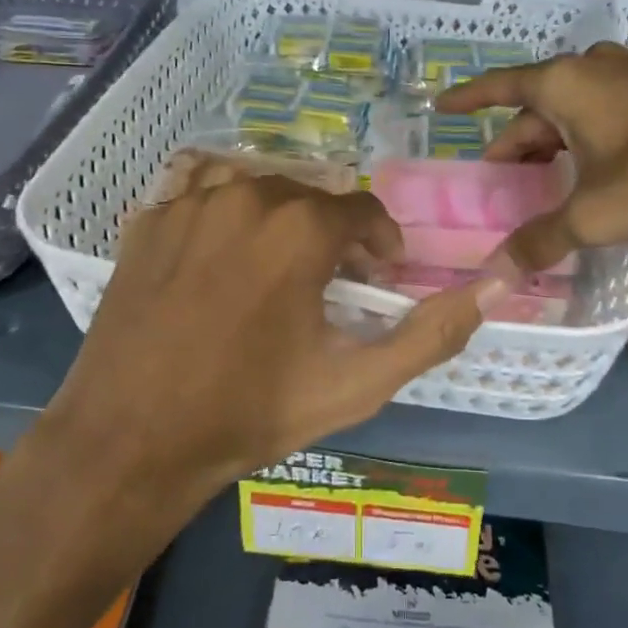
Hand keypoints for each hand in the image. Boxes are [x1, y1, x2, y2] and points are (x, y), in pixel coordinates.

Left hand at [47, 159, 490, 501]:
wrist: (132, 440)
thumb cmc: (250, 412)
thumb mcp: (356, 384)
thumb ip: (431, 333)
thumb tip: (496, 286)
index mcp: (300, 228)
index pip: (362, 209)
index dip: (379, 242)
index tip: (378, 277)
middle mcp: (246, 195)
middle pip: (310, 195)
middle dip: (330, 234)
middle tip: (328, 284)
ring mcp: (188, 203)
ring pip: (256, 187)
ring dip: (277, 218)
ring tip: (275, 267)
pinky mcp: (147, 220)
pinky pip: (199, 192)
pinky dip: (222, 213)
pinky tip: (220, 256)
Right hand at [438, 44, 627, 297]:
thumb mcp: (599, 214)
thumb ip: (541, 240)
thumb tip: (495, 272)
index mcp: (566, 83)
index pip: (498, 87)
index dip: (467, 99)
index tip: (440, 107)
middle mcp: (594, 68)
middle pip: (536, 108)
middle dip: (514, 147)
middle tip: (498, 186)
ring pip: (573, 112)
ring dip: (552, 147)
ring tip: (541, 189)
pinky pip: (605, 112)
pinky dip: (585, 141)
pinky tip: (593, 176)